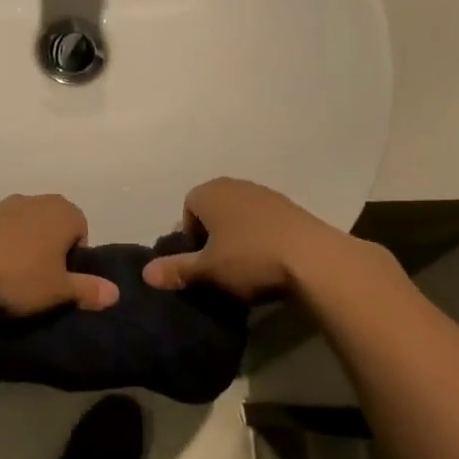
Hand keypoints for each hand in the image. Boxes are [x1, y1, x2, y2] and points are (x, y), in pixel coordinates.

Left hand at [0, 195, 118, 316]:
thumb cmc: (20, 276)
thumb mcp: (59, 291)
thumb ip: (88, 290)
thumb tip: (116, 293)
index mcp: (64, 212)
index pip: (81, 232)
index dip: (74, 258)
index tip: (62, 281)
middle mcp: (35, 200)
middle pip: (50, 225)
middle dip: (48, 247)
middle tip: (38, 279)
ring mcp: (1, 205)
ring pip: (19, 222)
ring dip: (18, 241)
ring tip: (8, 274)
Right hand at [142, 178, 351, 298]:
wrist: (313, 258)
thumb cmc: (250, 258)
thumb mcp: (207, 270)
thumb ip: (176, 269)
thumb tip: (145, 273)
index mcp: (210, 192)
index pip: (188, 208)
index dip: (190, 236)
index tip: (200, 261)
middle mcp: (236, 185)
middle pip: (214, 210)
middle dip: (213, 236)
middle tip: (219, 266)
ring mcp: (266, 194)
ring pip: (240, 216)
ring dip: (238, 237)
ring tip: (245, 267)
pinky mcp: (291, 208)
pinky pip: (264, 222)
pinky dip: (261, 238)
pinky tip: (269, 262)